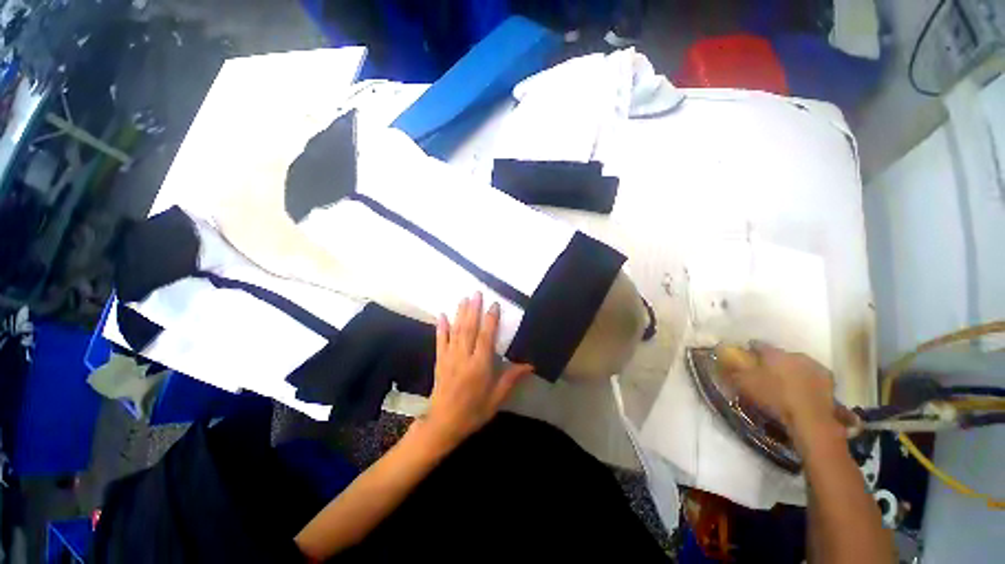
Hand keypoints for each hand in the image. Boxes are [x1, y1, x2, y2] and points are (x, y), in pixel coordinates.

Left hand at [417, 293, 533, 449]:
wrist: (443, 424)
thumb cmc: (474, 411)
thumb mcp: (497, 398)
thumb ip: (511, 379)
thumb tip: (530, 365)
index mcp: (480, 366)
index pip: (486, 337)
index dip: (491, 320)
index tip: (494, 304)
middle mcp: (464, 357)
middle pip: (469, 329)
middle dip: (473, 309)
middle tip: (477, 292)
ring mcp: (449, 357)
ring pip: (455, 331)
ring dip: (460, 313)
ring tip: (464, 298)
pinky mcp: (439, 361)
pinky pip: (440, 341)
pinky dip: (441, 327)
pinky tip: (442, 315)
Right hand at [718, 343, 855, 443]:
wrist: (811, 419)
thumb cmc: (774, 397)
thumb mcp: (744, 384)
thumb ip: (731, 369)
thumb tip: (721, 358)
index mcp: (774, 353)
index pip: (758, 344)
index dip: (750, 351)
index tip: (745, 358)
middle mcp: (795, 354)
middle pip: (780, 355)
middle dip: (772, 362)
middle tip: (765, 374)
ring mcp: (815, 367)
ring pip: (797, 365)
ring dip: (791, 371)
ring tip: (784, 385)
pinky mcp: (829, 382)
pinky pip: (812, 377)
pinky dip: (806, 382)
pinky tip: (801, 392)